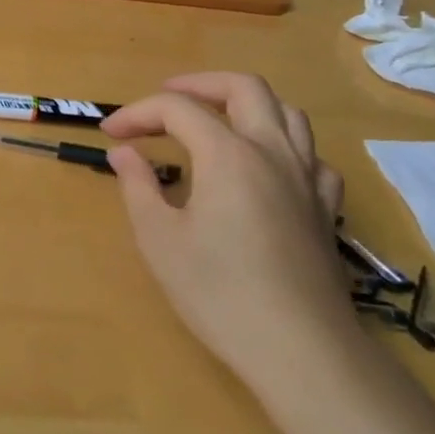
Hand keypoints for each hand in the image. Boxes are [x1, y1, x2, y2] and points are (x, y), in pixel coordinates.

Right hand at [101, 73, 358, 390]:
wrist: (300, 349)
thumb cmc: (218, 292)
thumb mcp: (159, 239)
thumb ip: (138, 186)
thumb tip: (124, 152)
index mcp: (228, 154)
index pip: (177, 109)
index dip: (138, 113)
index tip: (110, 134)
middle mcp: (272, 152)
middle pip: (244, 88)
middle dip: (198, 84)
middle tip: (164, 99)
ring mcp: (307, 179)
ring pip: (286, 112)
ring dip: (245, 105)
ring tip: (215, 121)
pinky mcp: (325, 208)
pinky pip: (310, 155)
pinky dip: (282, 145)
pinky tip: (265, 167)